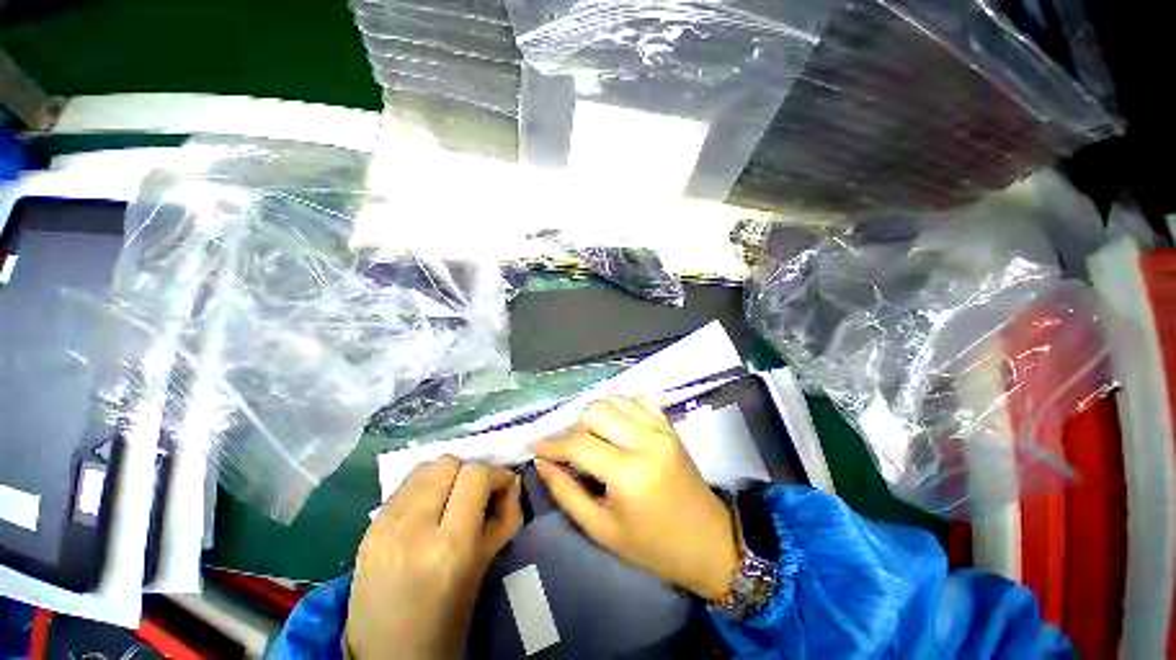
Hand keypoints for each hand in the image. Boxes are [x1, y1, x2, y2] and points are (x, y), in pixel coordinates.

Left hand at [345, 457, 522, 659]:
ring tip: (452, 497)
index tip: (503, 486)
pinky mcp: (367, 528)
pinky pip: (405, 485)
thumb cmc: (446, 621)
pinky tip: (429, 508)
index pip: (475, 475)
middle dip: (470, 471)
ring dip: (446, 475)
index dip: (496, 473)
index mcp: (448, 547)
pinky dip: (425, 486)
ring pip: (425, 467)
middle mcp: (412, 529)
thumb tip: (510, 482)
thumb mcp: (484, 568)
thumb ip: (505, 517)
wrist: (386, 657)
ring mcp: (383, 527)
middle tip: (476, 493)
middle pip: (448, 463)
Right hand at [533, 397, 738, 600]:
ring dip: (596, 416)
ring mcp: (661, 429)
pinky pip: (637, 401)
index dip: (552, 444)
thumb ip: (567, 493)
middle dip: (575, 428)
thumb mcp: (603, 530)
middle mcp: (646, 441)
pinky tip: (616, 427)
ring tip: (593, 439)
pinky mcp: (669, 426)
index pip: (579, 444)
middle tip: (571, 450)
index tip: (535, 446)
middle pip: (596, 412)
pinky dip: (619, 408)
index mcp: (629, 473)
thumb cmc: (653, 545)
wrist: (708, 541)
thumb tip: (543, 463)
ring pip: (614, 401)